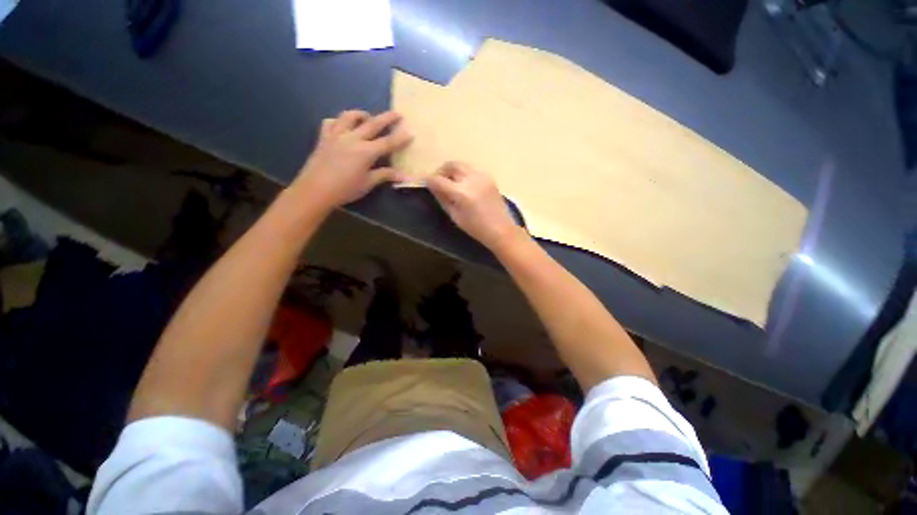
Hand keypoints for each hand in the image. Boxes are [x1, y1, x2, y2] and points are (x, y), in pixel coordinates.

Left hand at [292, 110, 411, 208]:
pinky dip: (338, 121)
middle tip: (397, 113)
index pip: (388, 143)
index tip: (410, 133)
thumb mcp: (368, 183)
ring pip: (349, 117)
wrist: (315, 190)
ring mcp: (336, 135)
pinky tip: (342, 126)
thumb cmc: (345, 189)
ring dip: (361, 114)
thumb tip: (404, 176)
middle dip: (387, 118)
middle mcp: (352, 138)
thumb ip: (385, 175)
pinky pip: (330, 122)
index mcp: (366, 152)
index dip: (400, 138)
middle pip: (372, 124)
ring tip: (367, 116)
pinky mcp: (324, 137)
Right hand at [426, 162, 523, 249]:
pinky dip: (464, 174)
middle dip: (441, 171)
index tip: (425, 183)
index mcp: (462, 193)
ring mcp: (482, 176)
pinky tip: (465, 186)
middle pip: (451, 165)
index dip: (429, 180)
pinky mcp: (489, 177)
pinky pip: (472, 170)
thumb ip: (443, 199)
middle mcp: (472, 179)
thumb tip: (432, 187)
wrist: (501, 229)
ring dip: (453, 171)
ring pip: (462, 165)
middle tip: (438, 181)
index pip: (439, 180)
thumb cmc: (476, 228)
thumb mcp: (455, 216)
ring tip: (451, 183)